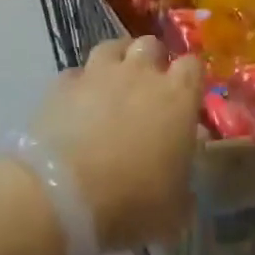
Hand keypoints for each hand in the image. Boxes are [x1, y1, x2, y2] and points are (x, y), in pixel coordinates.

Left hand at [32, 37, 202, 249]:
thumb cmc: (132, 201)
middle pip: (151, 44)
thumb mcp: (175, 209)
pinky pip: (76, 74)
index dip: (190, 79)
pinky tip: (77, 105)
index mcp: (178, 96)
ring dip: (117, 61)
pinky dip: (80, 85)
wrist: (62, 195)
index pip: (193, 65)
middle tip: (148, 88)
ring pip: (112, 47)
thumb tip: (184, 182)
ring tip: (113, 85)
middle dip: (152, 60)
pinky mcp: (61, 85)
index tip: (187, 97)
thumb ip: (184, 187)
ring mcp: (98, 74)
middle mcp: (140, 73)